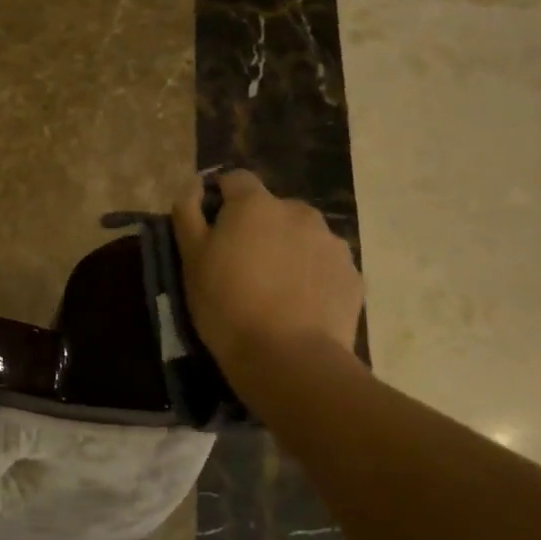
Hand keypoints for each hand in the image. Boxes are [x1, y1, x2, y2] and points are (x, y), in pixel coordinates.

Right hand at [171, 171, 364, 369]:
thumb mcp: (191, 260)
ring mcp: (332, 243)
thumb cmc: (227, 305)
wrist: (288, 359)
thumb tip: (194, 184)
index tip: (213, 230)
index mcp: (255, 204)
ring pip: (302, 237)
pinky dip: (311, 276)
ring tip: (274, 290)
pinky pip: (324, 265)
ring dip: (288, 250)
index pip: (236, 180)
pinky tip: (299, 306)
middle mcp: (299, 212)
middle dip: (258, 228)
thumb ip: (188, 213)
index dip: (221, 199)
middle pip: (273, 210)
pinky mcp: (352, 274)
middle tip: (243, 267)